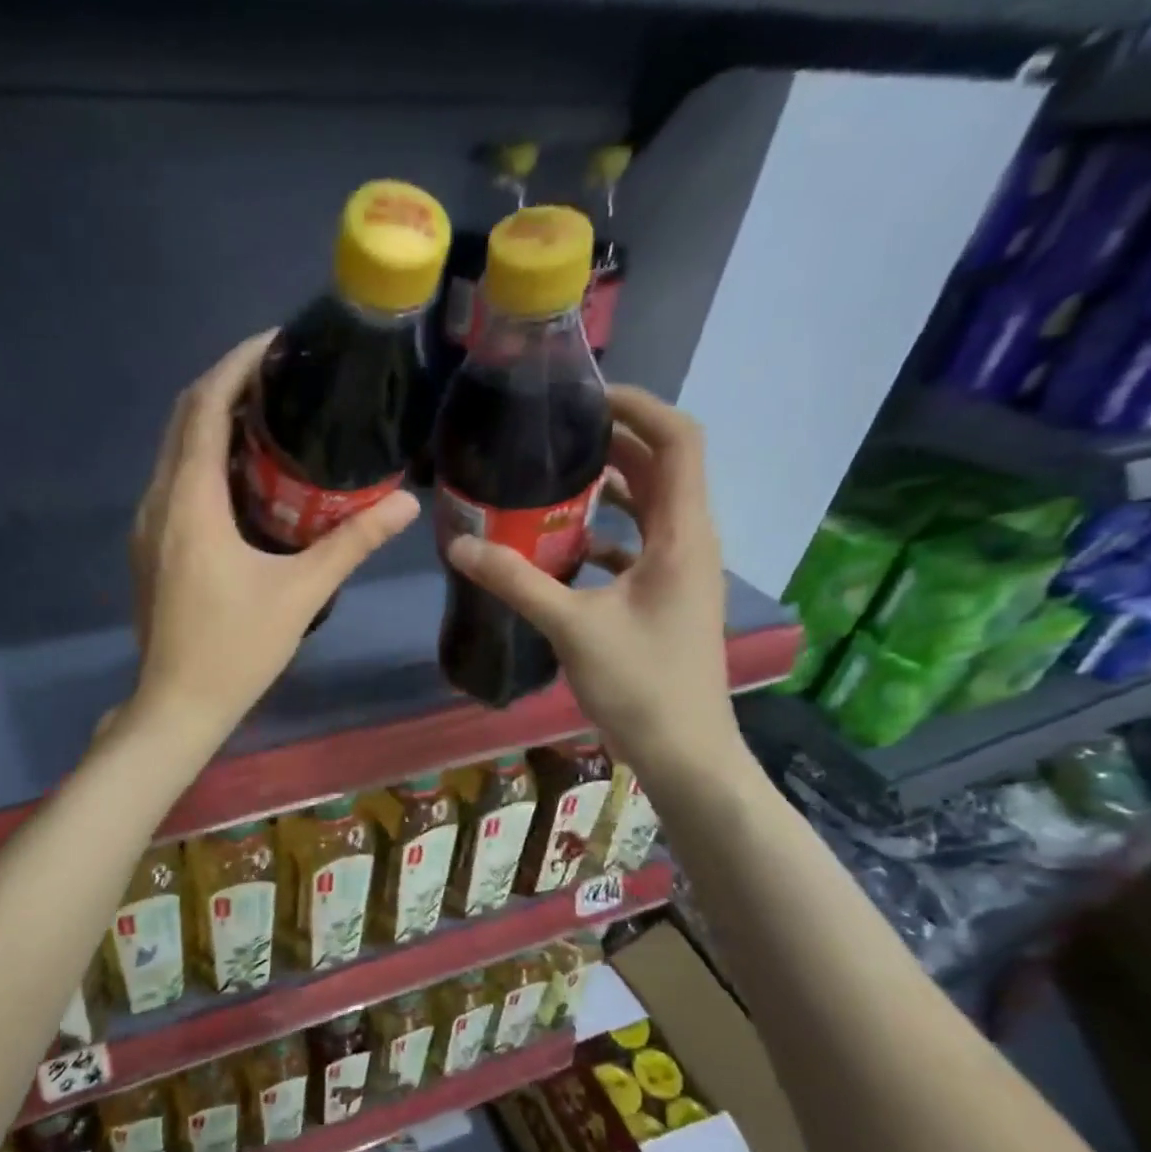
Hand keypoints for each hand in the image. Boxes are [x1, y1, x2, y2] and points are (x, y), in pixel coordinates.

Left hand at [128, 332, 419, 743]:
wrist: (176, 706)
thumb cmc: (236, 651)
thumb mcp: (300, 595)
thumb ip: (351, 544)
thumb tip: (405, 505)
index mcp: (191, 503)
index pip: (205, 407)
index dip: (237, 364)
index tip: (277, 342)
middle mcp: (158, 501)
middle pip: (183, 417)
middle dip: (226, 384)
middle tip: (280, 374)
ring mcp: (147, 525)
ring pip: (174, 449)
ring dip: (212, 420)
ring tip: (267, 413)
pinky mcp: (148, 546)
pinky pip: (173, 480)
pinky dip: (202, 457)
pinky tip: (242, 473)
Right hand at [444, 386, 740, 784]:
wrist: (685, 751)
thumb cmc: (641, 684)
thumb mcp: (572, 627)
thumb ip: (516, 581)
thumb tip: (459, 546)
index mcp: (683, 534)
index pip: (678, 440)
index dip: (639, 407)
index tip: (586, 400)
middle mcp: (691, 541)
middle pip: (665, 466)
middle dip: (615, 442)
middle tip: (555, 435)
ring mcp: (682, 571)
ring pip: (653, 506)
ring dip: (612, 487)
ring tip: (554, 479)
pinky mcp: (667, 597)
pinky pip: (640, 545)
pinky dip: (607, 533)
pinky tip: (563, 547)